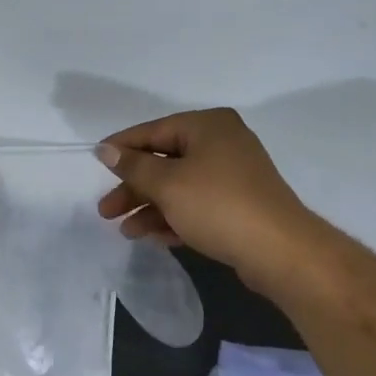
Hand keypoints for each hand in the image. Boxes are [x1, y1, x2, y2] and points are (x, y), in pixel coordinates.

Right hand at [96, 108, 318, 287]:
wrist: (279, 250)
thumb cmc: (218, 205)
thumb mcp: (167, 184)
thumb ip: (133, 166)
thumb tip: (105, 149)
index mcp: (208, 126)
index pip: (153, 130)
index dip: (122, 148)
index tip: (95, 163)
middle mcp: (222, 143)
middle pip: (165, 161)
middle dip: (134, 188)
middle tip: (106, 211)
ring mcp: (233, 175)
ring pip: (179, 186)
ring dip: (150, 207)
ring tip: (126, 231)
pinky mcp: (239, 204)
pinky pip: (196, 204)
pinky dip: (174, 217)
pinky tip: (153, 236)